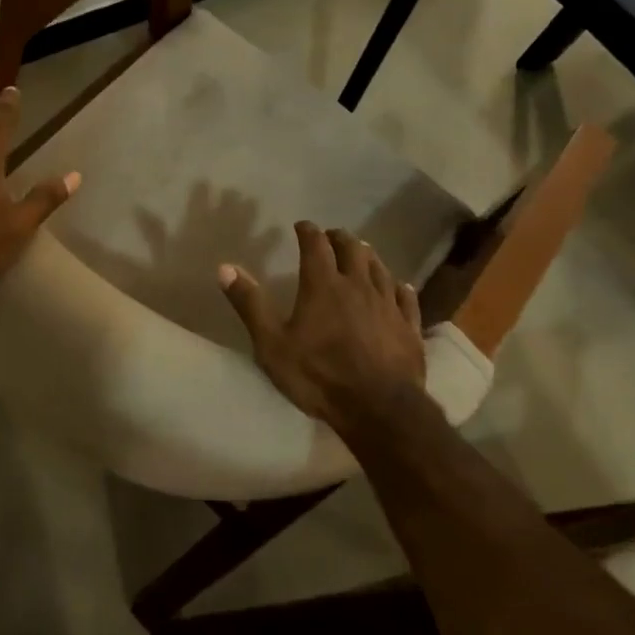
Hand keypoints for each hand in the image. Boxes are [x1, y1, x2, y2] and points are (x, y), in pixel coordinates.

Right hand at [218, 222, 425, 433]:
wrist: (379, 409)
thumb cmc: (318, 375)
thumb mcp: (272, 343)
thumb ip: (250, 304)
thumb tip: (225, 267)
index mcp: (323, 285)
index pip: (316, 245)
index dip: (308, 231)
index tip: (302, 226)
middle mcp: (358, 285)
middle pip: (353, 249)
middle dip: (340, 238)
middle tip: (331, 236)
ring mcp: (388, 305)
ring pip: (380, 269)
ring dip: (368, 256)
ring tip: (362, 252)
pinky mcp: (409, 326)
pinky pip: (406, 297)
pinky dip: (399, 286)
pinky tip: (399, 286)